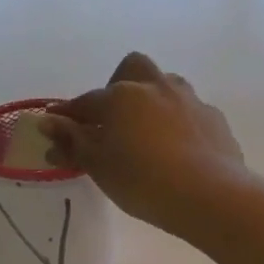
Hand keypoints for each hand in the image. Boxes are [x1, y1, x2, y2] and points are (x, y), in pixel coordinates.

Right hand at [38, 53, 244, 235]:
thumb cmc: (143, 181)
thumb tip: (49, 123)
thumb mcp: (100, 166)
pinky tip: (179, 147)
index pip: (86, 102)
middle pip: (132, 69)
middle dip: (119, 85)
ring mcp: (190, 100)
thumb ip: (73, 142)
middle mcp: (156, 87)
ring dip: (153, 99)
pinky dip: (179, 122)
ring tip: (147, 130)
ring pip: (166, 85)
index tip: (56, 123)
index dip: (68, 114)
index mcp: (122, 96)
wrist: (208, 194)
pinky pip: (190, 111)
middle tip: (113, 117)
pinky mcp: (214, 119)